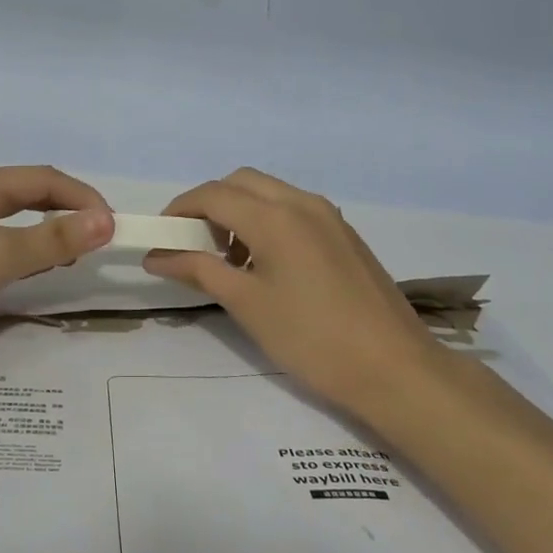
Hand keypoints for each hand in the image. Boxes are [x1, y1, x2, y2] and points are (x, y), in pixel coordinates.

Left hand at [0, 165, 112, 358]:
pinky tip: (30, 272)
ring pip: (14, 221)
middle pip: (30, 195)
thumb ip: (54, 238)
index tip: (114, 227)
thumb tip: (107, 220)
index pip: (46, 179)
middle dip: (67, 214)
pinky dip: (22, 252)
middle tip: (95, 245)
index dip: (84, 198)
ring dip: (46, 234)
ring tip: (70, 259)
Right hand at [143, 168, 442, 417]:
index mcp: (275, 216)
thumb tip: (156, 255)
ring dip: (239, 212)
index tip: (160, 237)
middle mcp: (302, 203)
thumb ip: (198, 270)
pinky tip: (266, 265)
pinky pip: (293, 209)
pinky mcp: (344, 234)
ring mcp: (328, 216)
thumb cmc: (311, 338)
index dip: (179, 210)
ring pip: (269, 193)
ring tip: (229, 260)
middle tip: (193, 245)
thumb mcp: (246, 304)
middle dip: (209, 205)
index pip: (212, 194)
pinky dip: (267, 221)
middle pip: (240, 182)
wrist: (395, 369)